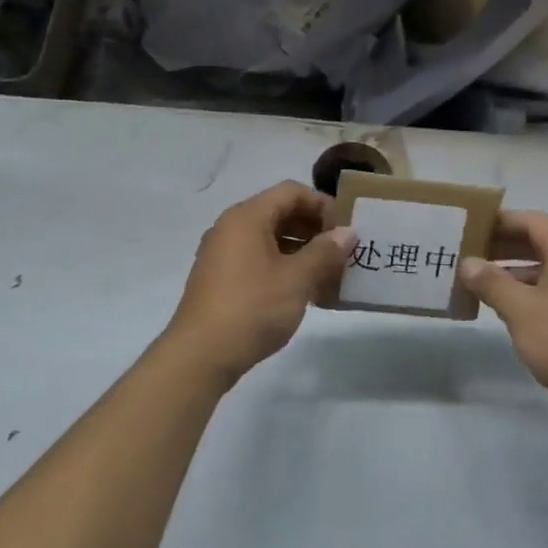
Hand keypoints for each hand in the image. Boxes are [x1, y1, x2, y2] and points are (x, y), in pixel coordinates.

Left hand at [161, 181, 355, 387]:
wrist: (200, 356)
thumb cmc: (252, 308)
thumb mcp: (296, 280)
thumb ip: (325, 252)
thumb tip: (347, 232)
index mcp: (247, 217)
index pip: (291, 191)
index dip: (322, 205)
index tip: (345, 230)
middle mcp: (231, 227)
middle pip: (279, 212)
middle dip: (313, 228)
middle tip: (341, 252)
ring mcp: (222, 253)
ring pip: (269, 237)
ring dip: (301, 249)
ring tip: (327, 273)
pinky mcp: (220, 278)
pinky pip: (257, 258)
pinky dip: (282, 265)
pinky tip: (302, 290)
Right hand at [460, 211, 547, 430]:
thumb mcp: (521, 311)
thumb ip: (491, 283)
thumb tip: (468, 263)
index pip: (531, 221)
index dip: (500, 221)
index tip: (470, 227)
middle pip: (540, 241)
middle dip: (504, 246)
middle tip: (470, 255)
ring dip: (515, 271)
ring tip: (482, 283)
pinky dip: (532, 290)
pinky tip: (511, 309)